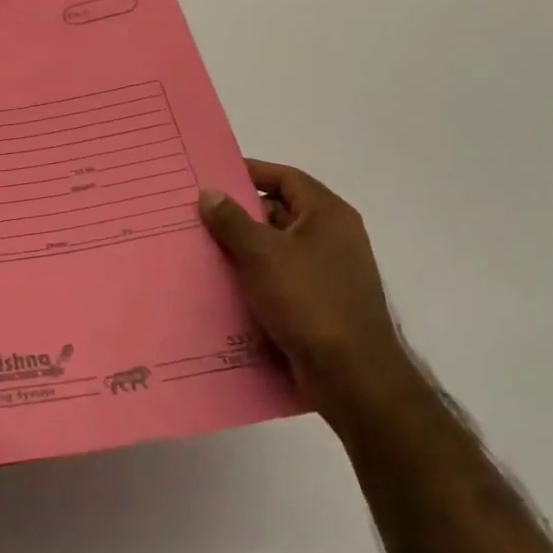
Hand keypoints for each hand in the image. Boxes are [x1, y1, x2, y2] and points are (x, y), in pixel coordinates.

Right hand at [199, 160, 414, 423]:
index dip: (250, 172)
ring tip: (203, 249)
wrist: (353, 379)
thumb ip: (231, 220)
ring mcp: (330, 273)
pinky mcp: (322, 305)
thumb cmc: (308, 301)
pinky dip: (256, 278)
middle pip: (280, 212)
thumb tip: (209, 193)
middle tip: (199, 215)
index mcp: (328, 215)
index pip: (285, 178)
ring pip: (278, 249)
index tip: (213, 176)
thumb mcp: (261, 254)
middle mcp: (334, 238)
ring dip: (245, 249)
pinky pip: (282, 279)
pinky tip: (225, 286)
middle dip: (240, 214)